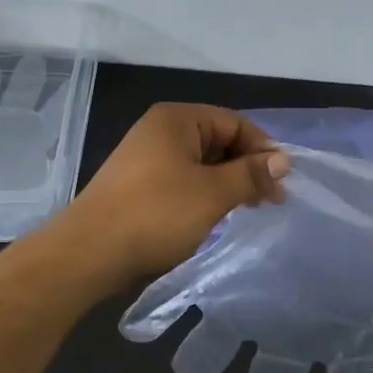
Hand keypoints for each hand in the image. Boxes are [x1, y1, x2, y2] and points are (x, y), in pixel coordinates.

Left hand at [64, 104, 289, 280]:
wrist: (88, 253)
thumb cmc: (156, 214)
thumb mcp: (212, 193)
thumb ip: (250, 174)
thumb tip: (282, 160)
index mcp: (177, 119)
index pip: (234, 122)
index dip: (263, 148)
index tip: (283, 181)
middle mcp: (161, 130)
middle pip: (218, 140)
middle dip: (247, 167)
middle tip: (271, 199)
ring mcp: (147, 157)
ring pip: (202, 162)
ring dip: (228, 183)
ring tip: (249, 208)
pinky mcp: (139, 184)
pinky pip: (183, 179)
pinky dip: (205, 193)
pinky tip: (216, 215)